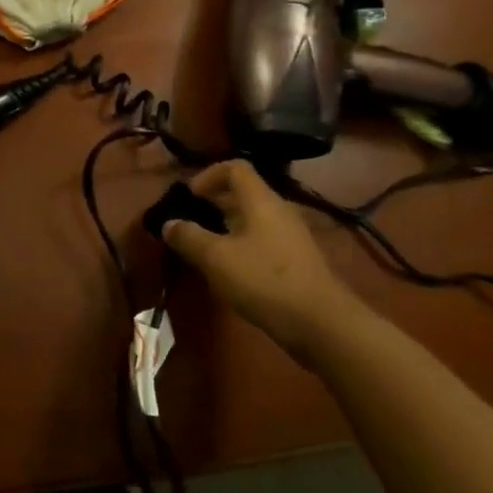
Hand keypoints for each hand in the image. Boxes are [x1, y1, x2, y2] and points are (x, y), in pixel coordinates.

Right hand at [161, 159, 360, 350]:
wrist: (323, 325)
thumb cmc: (265, 281)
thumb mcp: (217, 258)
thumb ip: (189, 237)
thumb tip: (168, 224)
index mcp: (261, 200)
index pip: (235, 168)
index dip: (208, 175)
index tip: (189, 197)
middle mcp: (279, 211)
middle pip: (244, 193)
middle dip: (214, 203)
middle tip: (191, 222)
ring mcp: (292, 237)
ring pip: (254, 220)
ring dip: (227, 228)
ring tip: (206, 249)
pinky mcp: (298, 262)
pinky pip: (264, 241)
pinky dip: (243, 247)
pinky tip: (232, 272)